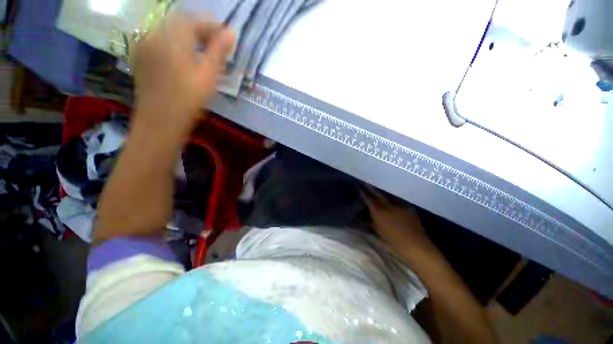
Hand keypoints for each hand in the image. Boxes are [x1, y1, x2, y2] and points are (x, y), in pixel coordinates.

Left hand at [131, 13, 234, 136]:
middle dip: (201, 29)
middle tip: (217, 44)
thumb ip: (218, 52)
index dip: (211, 24)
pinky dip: (177, 43)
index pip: (193, 19)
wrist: (160, 122)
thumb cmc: (188, 102)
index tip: (226, 35)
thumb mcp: (208, 76)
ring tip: (204, 51)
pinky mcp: (142, 55)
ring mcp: (145, 44)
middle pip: (180, 22)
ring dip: (189, 36)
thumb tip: (231, 33)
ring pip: (170, 30)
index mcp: (172, 38)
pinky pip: (161, 40)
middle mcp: (155, 34)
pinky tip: (186, 56)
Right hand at [361, 187, 434, 256]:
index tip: (359, 186)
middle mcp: (387, 205)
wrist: (415, 246)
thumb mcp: (377, 232)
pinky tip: (392, 195)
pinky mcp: (408, 207)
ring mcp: (399, 205)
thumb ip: (368, 222)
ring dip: (382, 190)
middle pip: (377, 193)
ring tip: (378, 186)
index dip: (363, 192)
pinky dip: (393, 195)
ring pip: (388, 194)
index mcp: (378, 211)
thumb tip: (361, 215)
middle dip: (371, 187)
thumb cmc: (392, 241)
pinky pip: (399, 198)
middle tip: (366, 182)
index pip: (368, 198)